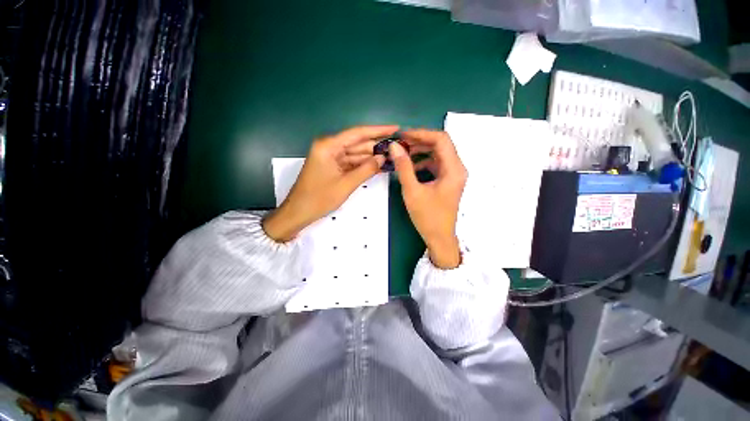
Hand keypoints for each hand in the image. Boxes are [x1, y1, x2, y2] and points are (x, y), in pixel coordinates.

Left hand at [263, 125, 397, 241]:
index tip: (395, 128)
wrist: (299, 212)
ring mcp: (331, 157)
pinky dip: (363, 165)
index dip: (378, 130)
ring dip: (372, 156)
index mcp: (329, 146)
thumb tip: (383, 157)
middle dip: (377, 146)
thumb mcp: (346, 184)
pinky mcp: (332, 166)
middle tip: (397, 147)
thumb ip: (366, 169)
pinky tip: (378, 166)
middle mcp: (329, 147)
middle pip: (358, 143)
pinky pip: (351, 163)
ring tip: (392, 157)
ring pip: (356, 154)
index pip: (357, 133)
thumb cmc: (319, 198)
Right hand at [390, 129, 466, 268]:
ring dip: (421, 151)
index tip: (403, 135)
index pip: (441, 139)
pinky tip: (411, 167)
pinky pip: (436, 164)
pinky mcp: (448, 181)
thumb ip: (403, 167)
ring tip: (403, 153)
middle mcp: (457, 169)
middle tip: (400, 143)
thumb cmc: (427, 217)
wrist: (439, 238)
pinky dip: (423, 162)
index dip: (421, 133)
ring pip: (438, 154)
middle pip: (441, 145)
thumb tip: (394, 146)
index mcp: (453, 170)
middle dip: (420, 141)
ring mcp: (453, 175)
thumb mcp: (412, 191)